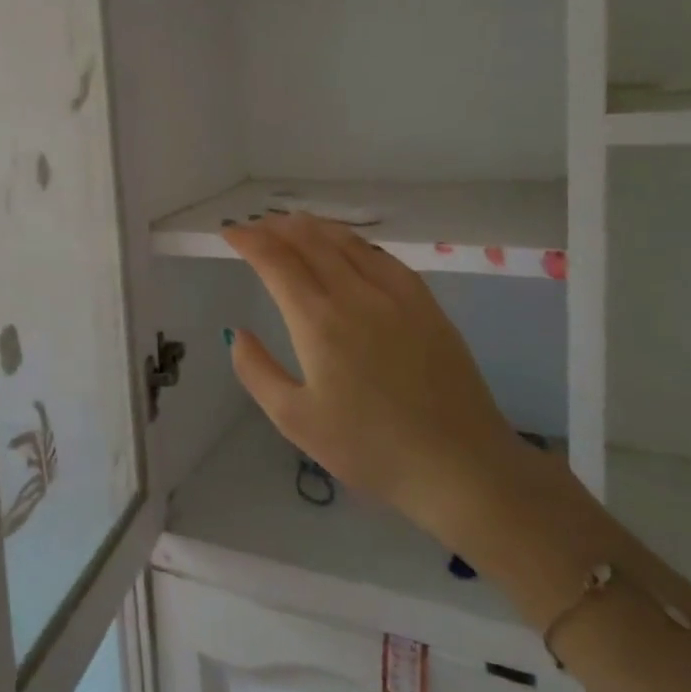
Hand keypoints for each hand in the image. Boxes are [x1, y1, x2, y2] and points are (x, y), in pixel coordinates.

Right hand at [225, 215, 532, 550]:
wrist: (460, 465)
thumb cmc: (369, 447)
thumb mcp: (295, 420)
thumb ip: (256, 371)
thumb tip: (237, 333)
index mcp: (318, 321)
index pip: (275, 260)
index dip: (249, 240)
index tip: (230, 232)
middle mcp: (355, 294)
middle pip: (309, 240)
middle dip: (276, 227)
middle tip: (255, 227)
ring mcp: (396, 294)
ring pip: (346, 241)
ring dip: (312, 227)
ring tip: (291, 226)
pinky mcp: (426, 303)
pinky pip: (381, 255)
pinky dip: (352, 241)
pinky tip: (347, 247)